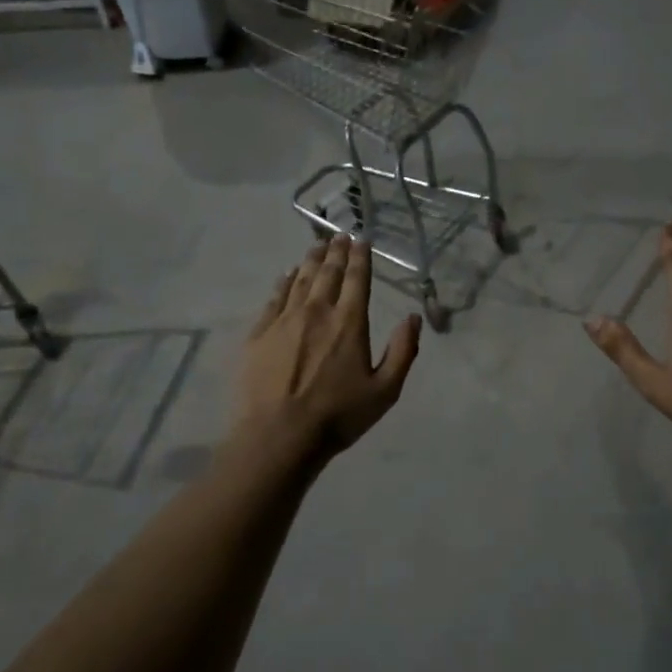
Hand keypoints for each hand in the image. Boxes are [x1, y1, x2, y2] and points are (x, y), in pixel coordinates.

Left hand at [237, 235, 420, 459]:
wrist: (277, 436)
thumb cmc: (337, 416)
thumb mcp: (385, 391)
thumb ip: (403, 351)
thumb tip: (413, 317)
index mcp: (349, 322)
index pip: (356, 279)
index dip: (360, 257)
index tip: (360, 240)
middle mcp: (317, 311)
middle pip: (327, 272)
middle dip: (336, 251)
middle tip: (339, 235)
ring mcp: (284, 320)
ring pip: (300, 279)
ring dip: (311, 259)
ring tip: (317, 245)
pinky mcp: (259, 333)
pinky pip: (275, 297)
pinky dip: (284, 281)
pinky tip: (288, 274)